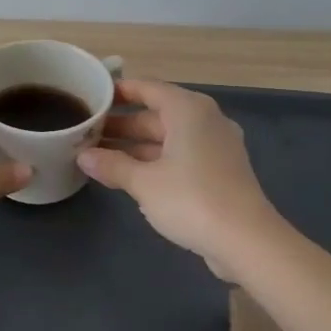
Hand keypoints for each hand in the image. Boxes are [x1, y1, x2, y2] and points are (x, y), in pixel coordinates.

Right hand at [78, 78, 283, 272]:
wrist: (247, 241)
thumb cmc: (191, 199)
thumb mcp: (143, 182)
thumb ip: (112, 165)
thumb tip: (83, 156)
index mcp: (188, 110)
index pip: (147, 88)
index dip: (118, 91)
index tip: (92, 97)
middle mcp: (205, 120)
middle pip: (157, 114)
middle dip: (122, 124)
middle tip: (87, 133)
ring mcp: (216, 146)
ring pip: (168, 138)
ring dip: (136, 146)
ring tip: (100, 156)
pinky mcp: (220, 171)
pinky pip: (181, 155)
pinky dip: (156, 161)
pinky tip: (130, 176)